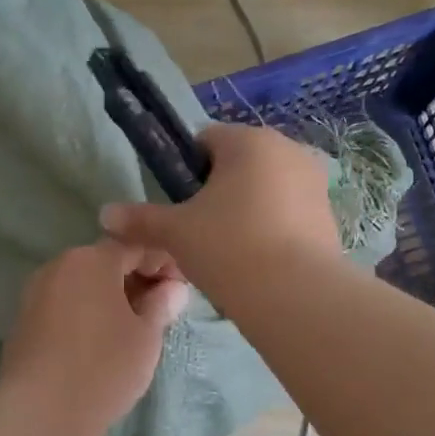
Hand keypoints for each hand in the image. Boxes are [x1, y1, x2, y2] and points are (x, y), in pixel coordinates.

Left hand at [0, 239, 190, 435]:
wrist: (41, 413)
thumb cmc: (104, 366)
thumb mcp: (146, 336)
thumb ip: (161, 305)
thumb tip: (173, 289)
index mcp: (91, 260)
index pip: (136, 246)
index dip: (163, 263)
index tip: (181, 289)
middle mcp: (59, 266)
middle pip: (105, 263)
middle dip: (136, 280)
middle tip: (162, 310)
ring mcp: (35, 293)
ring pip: (83, 285)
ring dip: (110, 298)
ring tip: (134, 328)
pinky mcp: (23, 322)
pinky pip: (65, 305)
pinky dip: (87, 313)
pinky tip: (101, 341)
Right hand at [99, 124, 339, 296]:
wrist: (295, 295)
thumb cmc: (229, 247)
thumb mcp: (176, 233)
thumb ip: (141, 219)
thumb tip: (105, 214)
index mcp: (249, 141)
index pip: (206, 140)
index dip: (186, 171)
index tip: (182, 206)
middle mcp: (288, 149)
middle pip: (240, 163)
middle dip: (220, 191)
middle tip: (203, 232)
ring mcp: (314, 181)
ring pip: (267, 187)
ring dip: (248, 208)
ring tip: (233, 251)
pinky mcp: (329, 214)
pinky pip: (290, 211)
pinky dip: (274, 227)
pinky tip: (262, 261)